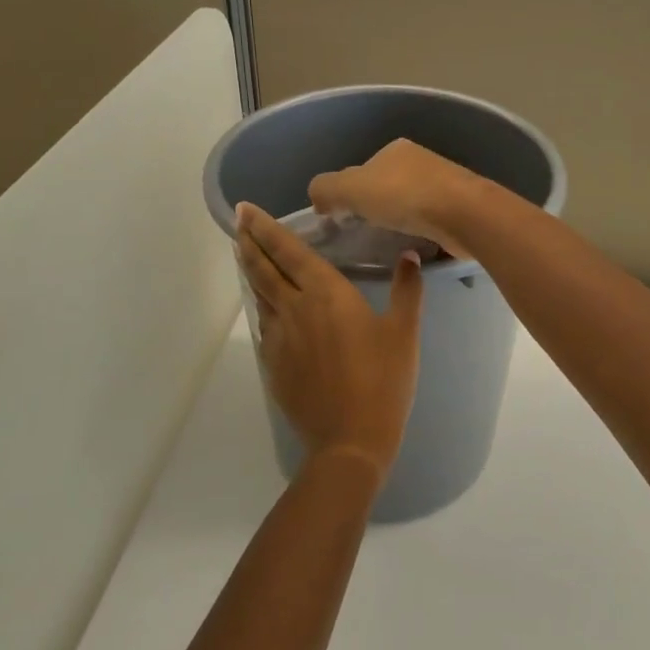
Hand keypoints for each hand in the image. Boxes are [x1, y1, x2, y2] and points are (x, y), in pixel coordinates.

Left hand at [236, 203, 424, 480]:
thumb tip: (410, 256)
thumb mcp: (404, 333)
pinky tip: (266, 304)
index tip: (247, 209)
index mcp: (326, 294)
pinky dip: (261, 304)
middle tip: (238, 221)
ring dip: (251, 269)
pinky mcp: (274, 363)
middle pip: (263, 268)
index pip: (289, 251)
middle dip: (249, 241)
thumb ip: (407, 290)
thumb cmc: (383, 382)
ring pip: (259, 294)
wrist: (349, 441)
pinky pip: (264, 323)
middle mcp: (295, 308)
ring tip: (244, 252)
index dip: (266, 228)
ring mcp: (279, 337)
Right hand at [308, 139, 485, 261]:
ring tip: (388, 243)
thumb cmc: (403, 196)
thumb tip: (318, 198)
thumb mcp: (350, 187)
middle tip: (363, 234)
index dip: (349, 193)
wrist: (463, 214)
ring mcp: (444, 184)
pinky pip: (429, 221)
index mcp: (395, 150)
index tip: (343, 218)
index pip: (363, 170)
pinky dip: (418, 231)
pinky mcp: (459, 208)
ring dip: (398, 220)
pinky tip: (414, 246)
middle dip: (375, 207)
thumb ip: (325, 188)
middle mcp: (420, 161)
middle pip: (386, 187)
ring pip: (409, 204)